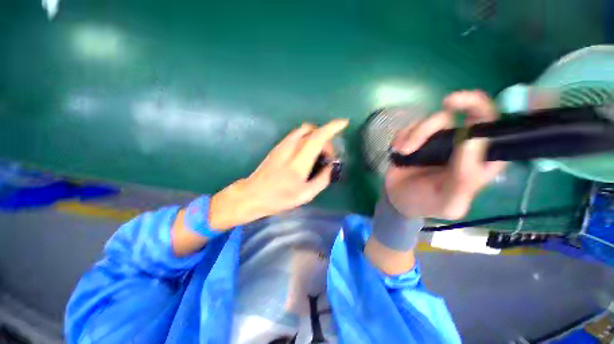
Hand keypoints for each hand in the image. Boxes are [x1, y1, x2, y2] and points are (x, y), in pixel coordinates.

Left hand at [209, 119, 348, 228]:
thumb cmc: (279, 198)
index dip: (332, 128)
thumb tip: (331, 167)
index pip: (317, 138)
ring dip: (316, 136)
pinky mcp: (278, 146)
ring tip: (319, 152)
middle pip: (313, 131)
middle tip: (328, 155)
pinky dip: (307, 137)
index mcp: (298, 163)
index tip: (344, 123)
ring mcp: (282, 145)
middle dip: (326, 137)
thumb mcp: (305, 195)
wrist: (253, 194)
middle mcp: (290, 148)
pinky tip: (308, 151)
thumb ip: (322, 179)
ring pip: (304, 129)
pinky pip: (297, 134)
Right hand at [385, 90, 505, 219]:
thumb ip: (464, 179)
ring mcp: (437, 139)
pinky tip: (398, 151)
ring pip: (435, 119)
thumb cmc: (425, 203)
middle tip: (449, 102)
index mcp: (479, 161)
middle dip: (463, 103)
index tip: (470, 114)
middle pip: (471, 112)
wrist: (397, 199)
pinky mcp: (416, 138)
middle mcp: (463, 145)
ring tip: (403, 152)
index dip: (489, 115)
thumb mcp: (448, 202)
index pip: (496, 132)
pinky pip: (411, 126)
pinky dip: (402, 136)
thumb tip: (475, 140)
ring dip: (416, 134)